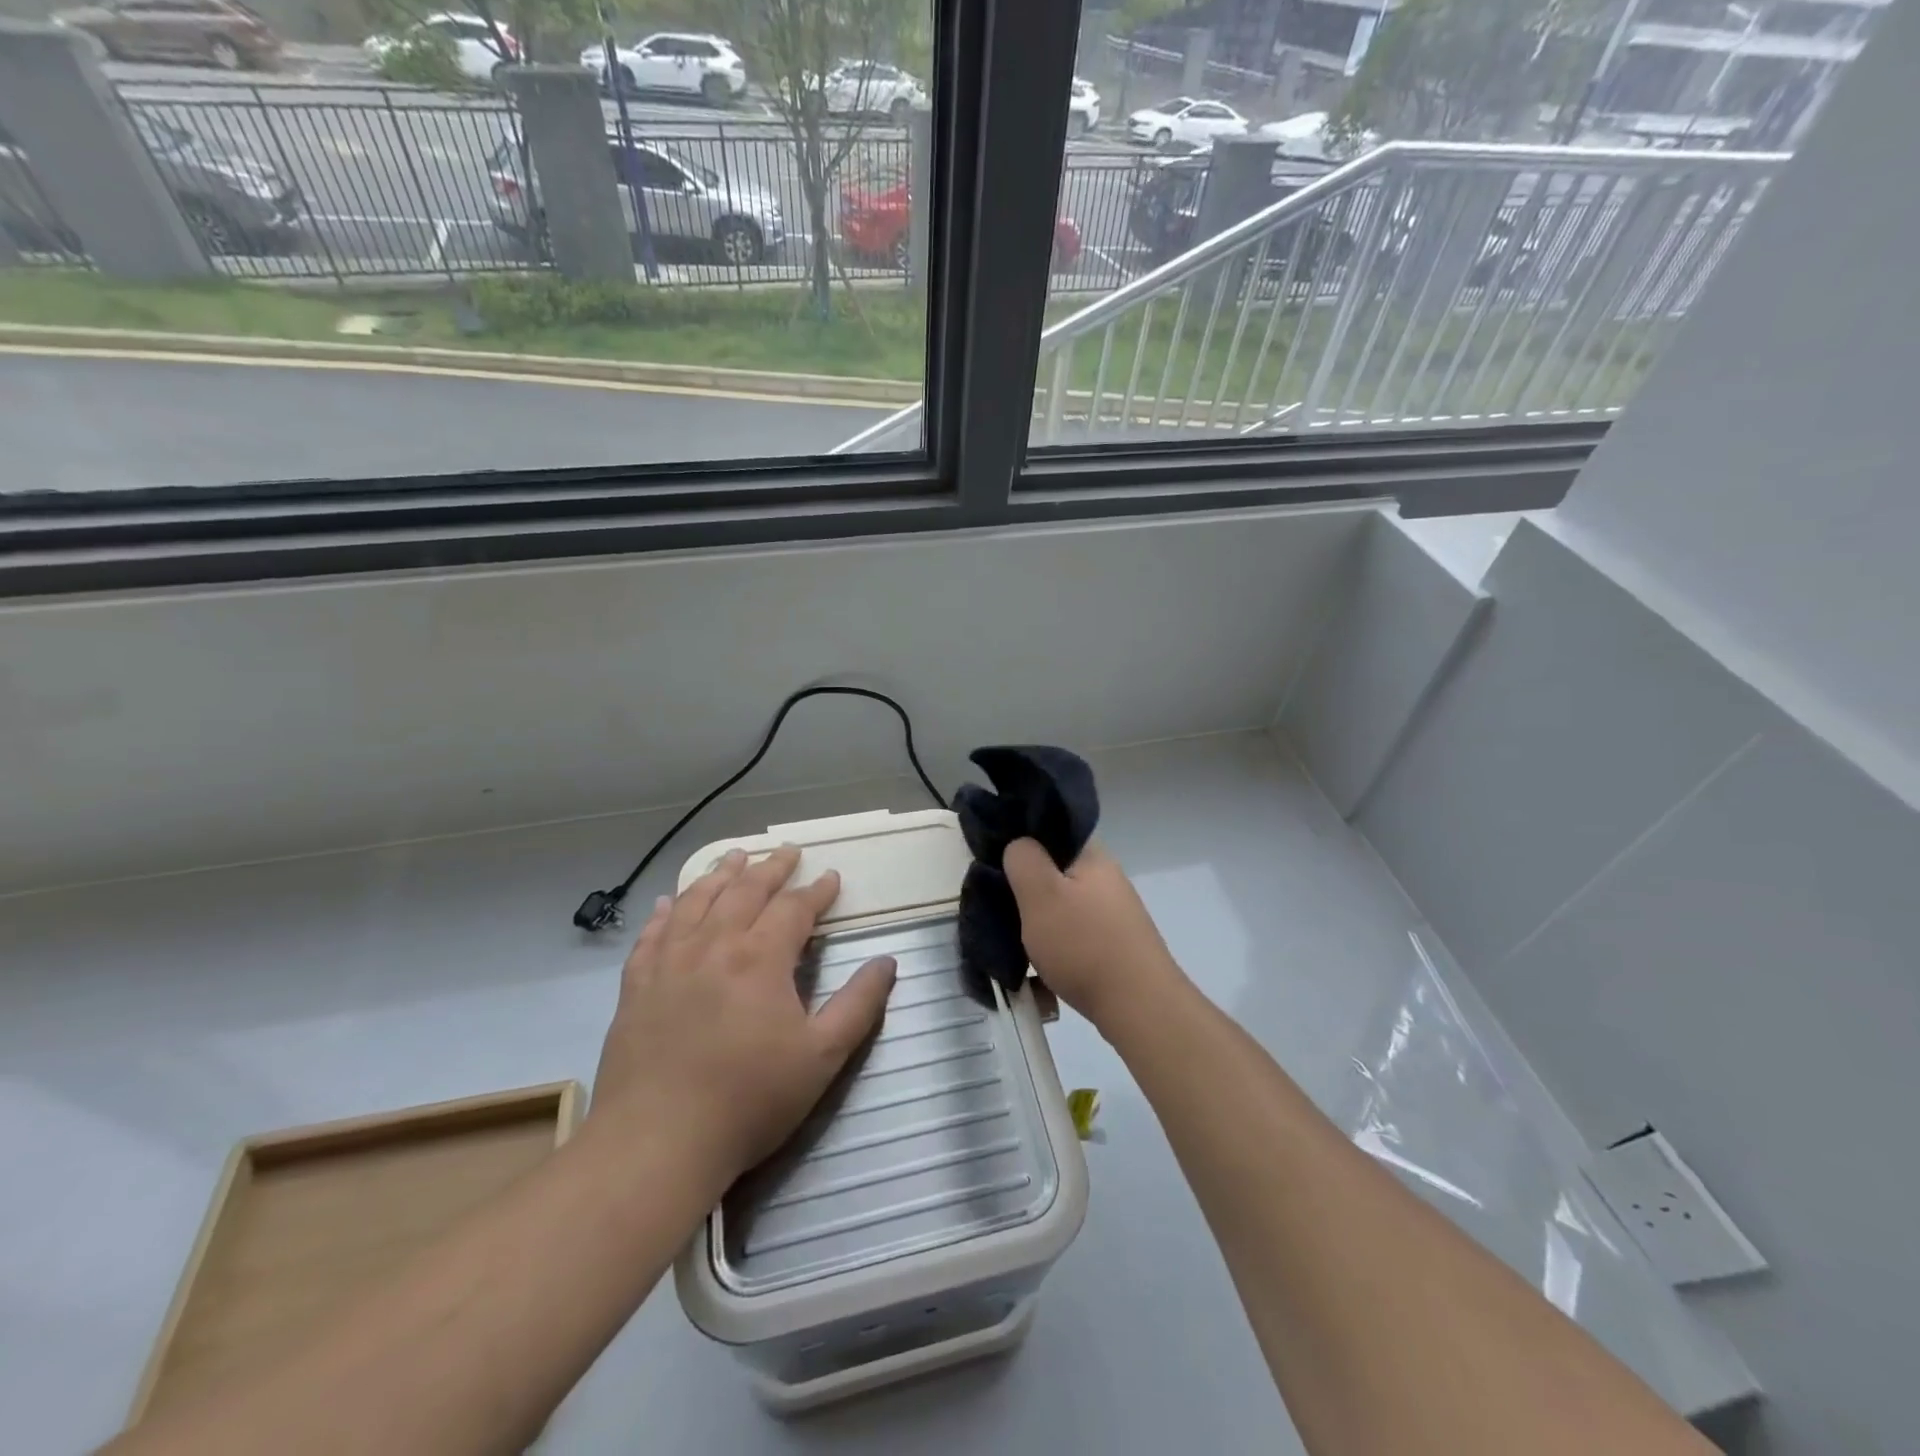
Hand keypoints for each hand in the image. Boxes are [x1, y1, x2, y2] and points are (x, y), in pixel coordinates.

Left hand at [591, 846, 896, 1181]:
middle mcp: (714, 944)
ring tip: (735, 856)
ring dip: (720, 874)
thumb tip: (887, 962)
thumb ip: (858, 1005)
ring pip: (697, 900)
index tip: (831, 877)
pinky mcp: (636, 985)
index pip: (794, 908)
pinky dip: (665, 911)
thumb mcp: (821, 1057)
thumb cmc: (748, 1100)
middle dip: (771, 868)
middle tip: (787, 851)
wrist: (656, 1143)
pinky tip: (669, 902)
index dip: (816, 891)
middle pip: (745, 891)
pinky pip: (652, 934)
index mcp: (760, 958)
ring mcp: (669, 962)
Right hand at [1003, 838, 1185, 1033]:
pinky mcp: (1113, 945)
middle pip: (1052, 873)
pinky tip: (1037, 974)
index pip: (1049, 832)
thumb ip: (1023, 859)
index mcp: (1091, 855)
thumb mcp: (1040, 894)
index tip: (994, 868)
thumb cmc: (1084, 944)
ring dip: (1037, 926)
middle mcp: (1105, 878)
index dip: (1019, 845)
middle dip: (1024, 892)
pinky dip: (1053, 951)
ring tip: (1015, 946)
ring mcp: (1112, 914)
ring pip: (1060, 908)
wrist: (1139, 1008)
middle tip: (998, 912)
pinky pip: (1072, 938)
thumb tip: (1018, 846)